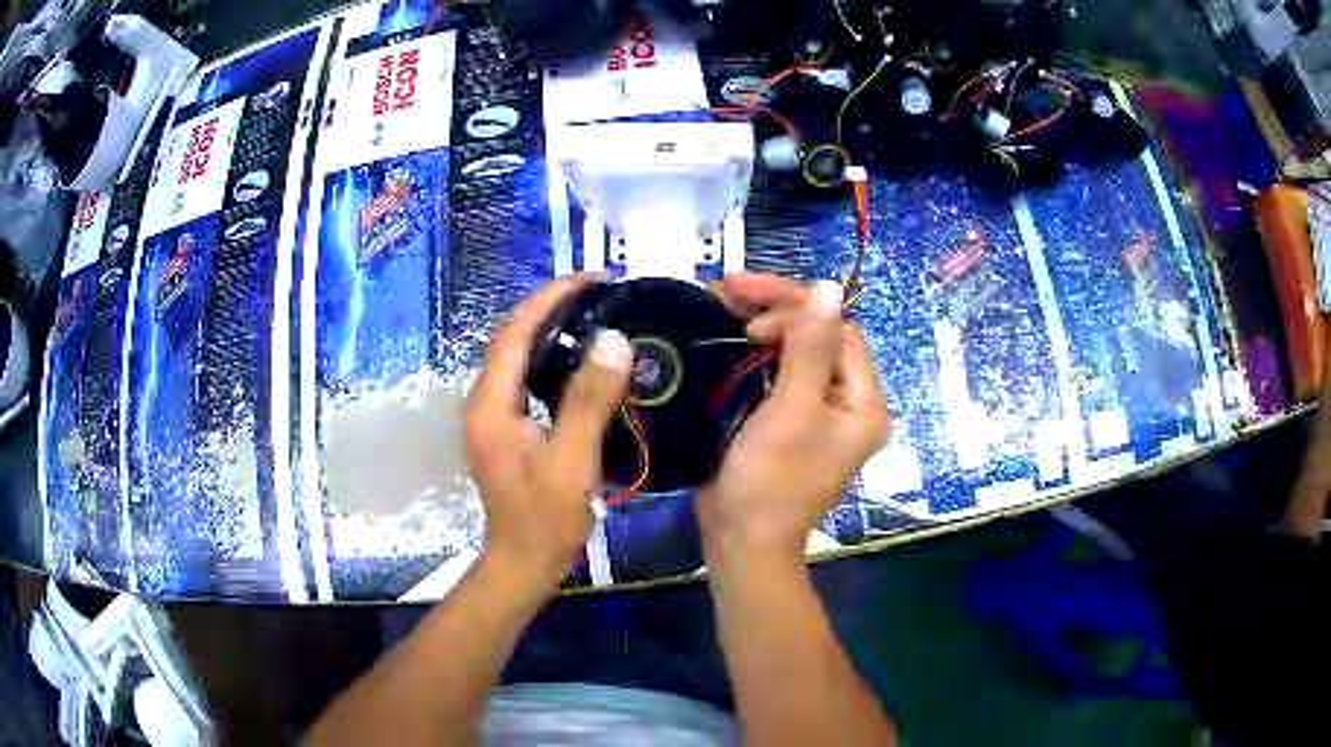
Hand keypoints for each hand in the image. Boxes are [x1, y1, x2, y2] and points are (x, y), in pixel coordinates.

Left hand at [465, 274, 632, 591]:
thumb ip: (588, 400)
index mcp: (492, 403)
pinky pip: (526, 378)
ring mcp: (492, 415)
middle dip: (553, 307)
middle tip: (602, 294)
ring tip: (595, 316)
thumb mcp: (572, 461)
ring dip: (552, 329)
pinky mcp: (506, 428)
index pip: (515, 331)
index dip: (552, 297)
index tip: (594, 279)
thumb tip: (612, 340)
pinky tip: (581, 361)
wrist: (522, 564)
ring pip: (519, 356)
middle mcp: (484, 401)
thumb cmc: (545, 520)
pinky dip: (551, 358)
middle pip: (513, 337)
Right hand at [701, 275, 889, 561]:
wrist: (742, 542)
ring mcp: (820, 410)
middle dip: (777, 308)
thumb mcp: (793, 410)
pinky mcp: (791, 418)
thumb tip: (829, 287)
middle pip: (820, 335)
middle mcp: (848, 401)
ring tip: (721, 300)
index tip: (749, 319)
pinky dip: (756, 350)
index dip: (797, 313)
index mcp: (863, 401)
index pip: (839, 330)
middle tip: (727, 288)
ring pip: (798, 348)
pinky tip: (730, 334)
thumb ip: (811, 347)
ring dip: (763, 322)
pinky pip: (781, 370)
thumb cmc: (771, 481)